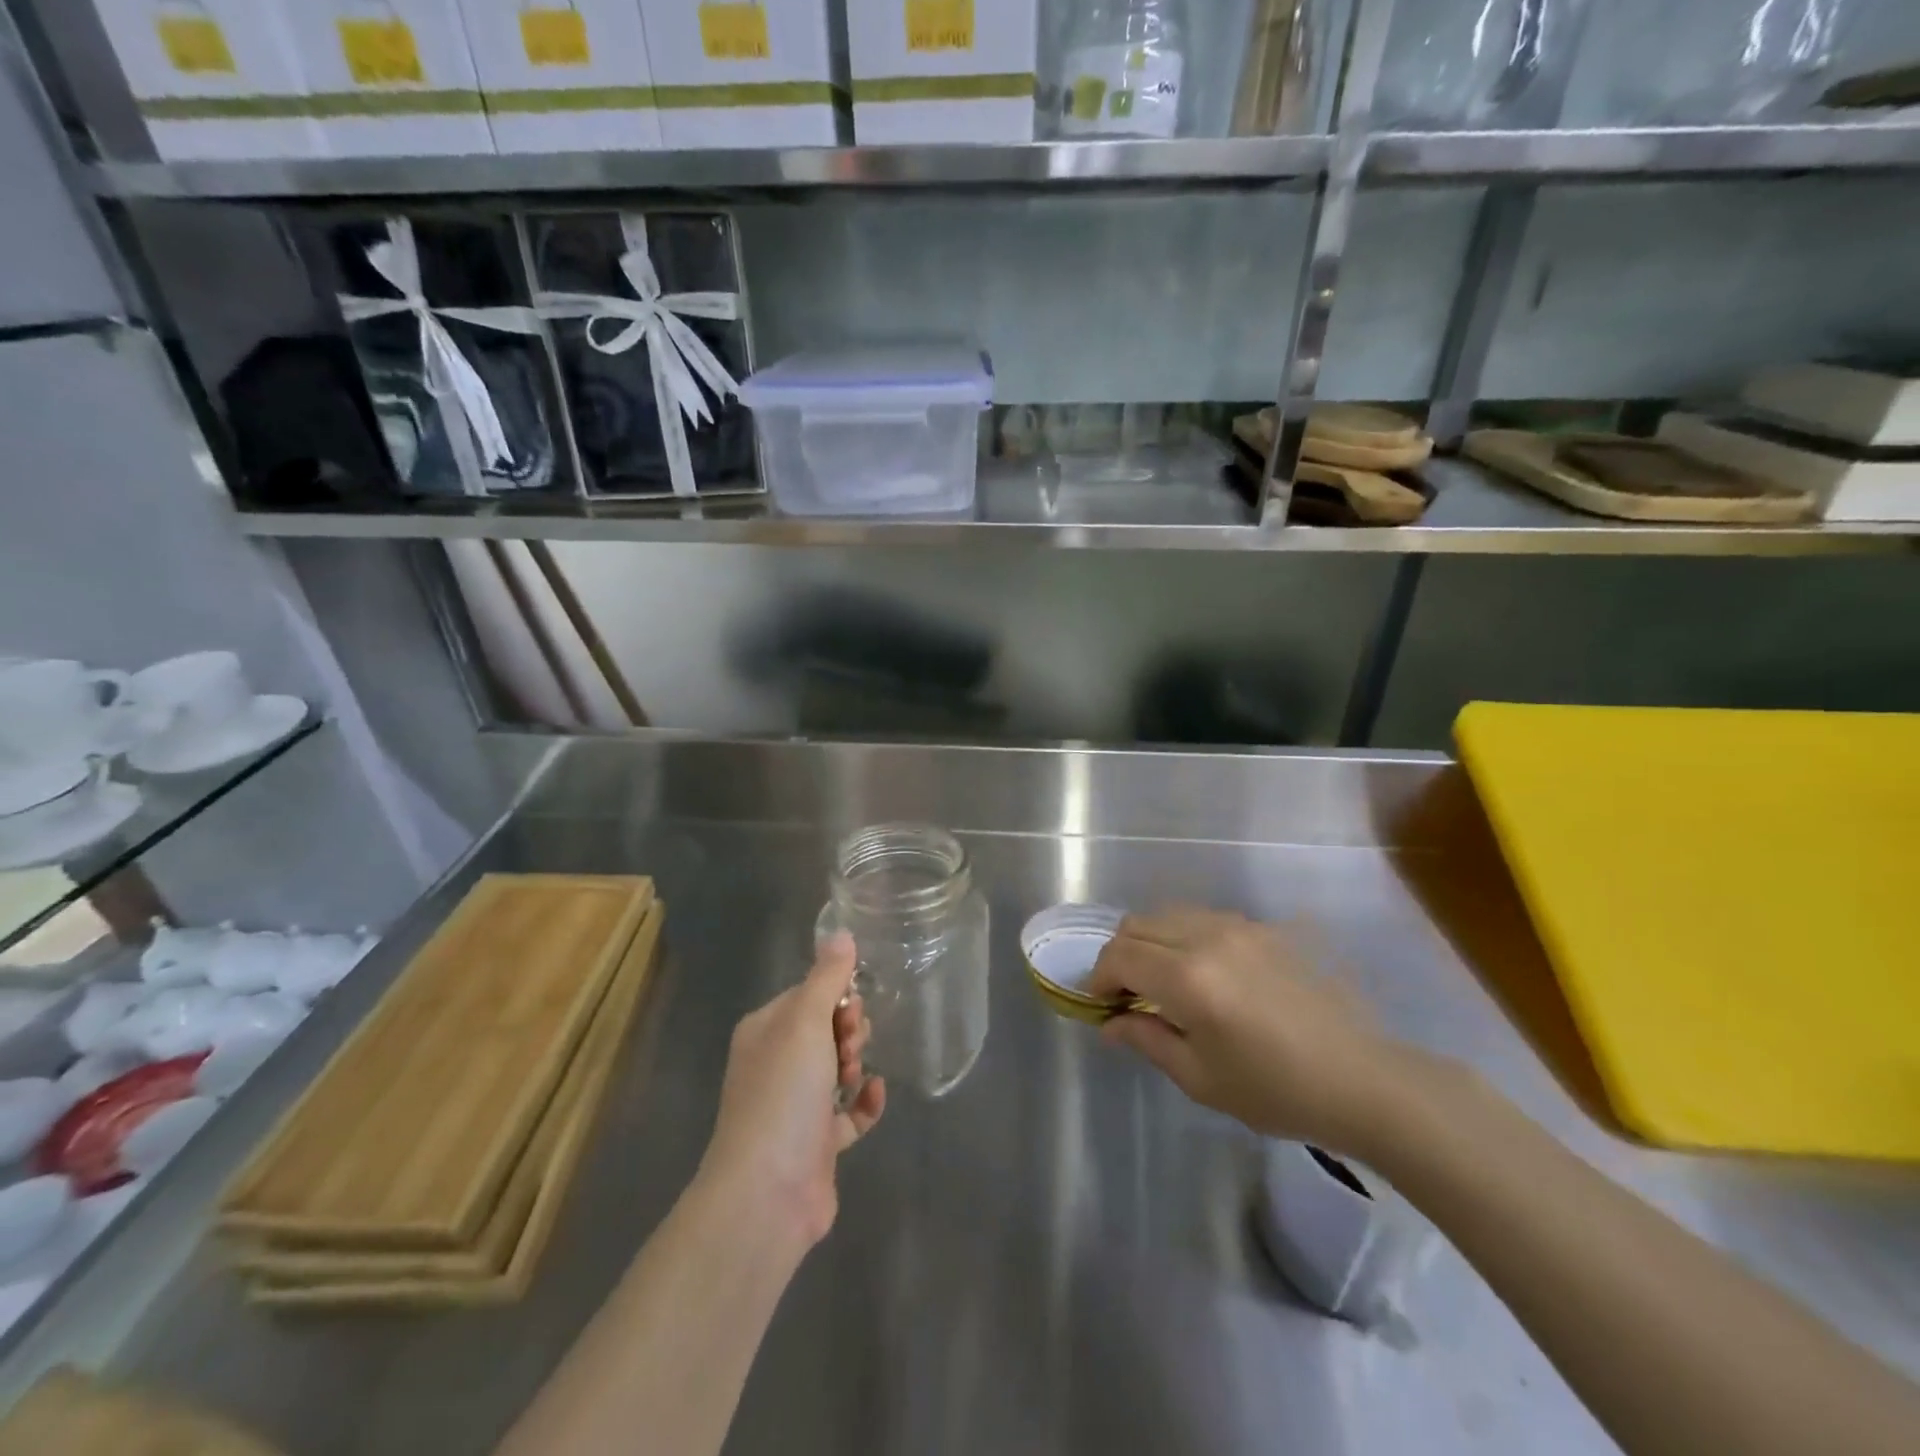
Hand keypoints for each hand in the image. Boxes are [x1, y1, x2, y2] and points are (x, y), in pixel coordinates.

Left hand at [698, 933, 885, 1248]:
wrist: (767, 1194)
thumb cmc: (784, 1094)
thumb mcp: (805, 1022)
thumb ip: (827, 977)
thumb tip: (841, 931)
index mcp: (764, 1032)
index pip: (806, 996)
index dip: (836, 997)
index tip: (852, 1009)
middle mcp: (774, 1066)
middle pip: (824, 1030)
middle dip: (848, 1031)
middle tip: (851, 1046)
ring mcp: (794, 1107)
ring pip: (836, 1069)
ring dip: (855, 1065)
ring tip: (855, 1076)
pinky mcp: (816, 1144)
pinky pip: (848, 1112)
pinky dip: (864, 1102)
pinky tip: (876, 1095)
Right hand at [1088, 908, 1414, 1154]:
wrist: (1361, 1078)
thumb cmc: (1275, 1090)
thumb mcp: (1199, 1078)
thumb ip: (1146, 1039)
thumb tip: (1109, 1024)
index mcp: (1188, 978)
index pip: (1119, 956)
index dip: (1098, 978)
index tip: (1099, 1004)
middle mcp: (1207, 937)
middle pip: (1137, 925)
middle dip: (1119, 956)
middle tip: (1125, 994)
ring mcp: (1238, 926)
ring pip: (1168, 914)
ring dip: (1150, 942)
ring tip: (1162, 982)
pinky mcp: (1262, 928)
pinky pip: (1203, 919)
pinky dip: (1183, 937)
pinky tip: (1202, 973)